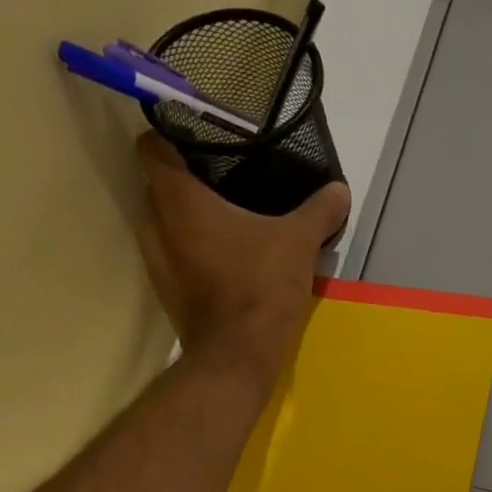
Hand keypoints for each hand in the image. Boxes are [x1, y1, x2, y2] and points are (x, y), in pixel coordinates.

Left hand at [135, 132, 350, 381]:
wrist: (238, 355)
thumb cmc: (261, 286)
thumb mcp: (300, 242)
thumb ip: (320, 211)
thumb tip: (339, 190)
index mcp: (179, 198)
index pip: (152, 145)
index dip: (171, 135)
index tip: (200, 138)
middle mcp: (155, 223)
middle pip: (159, 184)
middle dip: (187, 178)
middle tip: (226, 178)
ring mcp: (156, 260)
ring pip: (166, 222)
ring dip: (189, 218)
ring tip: (229, 219)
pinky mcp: (167, 290)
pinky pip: (175, 254)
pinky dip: (193, 250)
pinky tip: (227, 258)